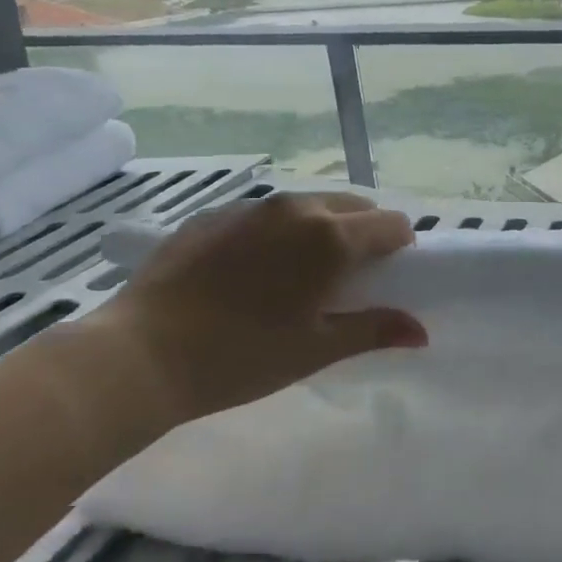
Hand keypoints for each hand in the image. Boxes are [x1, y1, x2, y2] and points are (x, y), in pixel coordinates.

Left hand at [85, 192, 426, 422]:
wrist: (140, 353)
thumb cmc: (241, 356)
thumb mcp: (315, 349)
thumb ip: (374, 330)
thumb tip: (421, 332)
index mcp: (330, 237)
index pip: (392, 223)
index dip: (401, 248)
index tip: (389, 277)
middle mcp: (297, 208)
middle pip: (354, 205)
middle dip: (365, 233)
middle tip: (348, 278)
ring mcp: (252, 207)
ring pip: (309, 204)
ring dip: (322, 228)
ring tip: (299, 273)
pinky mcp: (214, 214)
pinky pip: (266, 214)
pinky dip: (278, 232)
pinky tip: (251, 272)